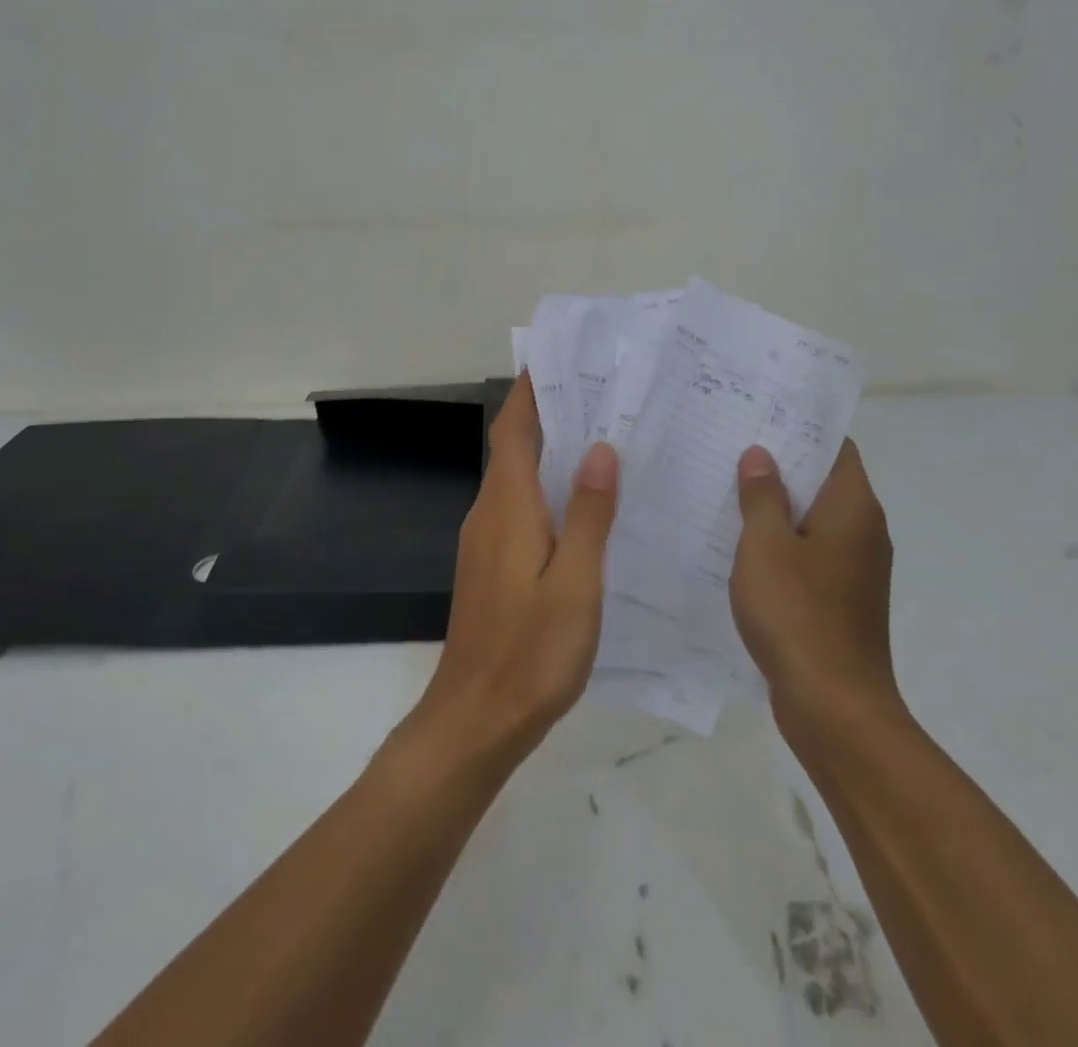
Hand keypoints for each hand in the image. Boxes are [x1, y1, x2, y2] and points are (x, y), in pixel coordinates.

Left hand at [402, 375, 618, 767]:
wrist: (476, 717)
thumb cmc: (532, 650)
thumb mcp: (575, 582)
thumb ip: (588, 514)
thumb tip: (599, 448)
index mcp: (508, 506)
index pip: (514, 429)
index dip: (531, 392)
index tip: (558, 360)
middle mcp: (489, 513)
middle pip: (515, 448)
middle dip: (548, 415)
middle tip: (601, 396)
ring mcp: (485, 541)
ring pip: (517, 479)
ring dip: (549, 452)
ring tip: (601, 439)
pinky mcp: (490, 566)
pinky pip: (518, 508)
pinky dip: (545, 489)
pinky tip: (581, 506)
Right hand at [729, 441, 899, 731]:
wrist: (834, 706)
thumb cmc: (797, 612)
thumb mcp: (766, 544)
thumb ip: (762, 495)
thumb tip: (761, 455)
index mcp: (853, 506)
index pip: (835, 448)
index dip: (801, 429)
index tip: (760, 418)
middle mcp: (864, 530)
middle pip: (823, 481)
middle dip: (781, 466)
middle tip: (731, 449)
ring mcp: (856, 568)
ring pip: (814, 520)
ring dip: (778, 507)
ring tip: (727, 491)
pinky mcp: (842, 599)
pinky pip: (811, 555)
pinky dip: (782, 544)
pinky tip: (741, 547)